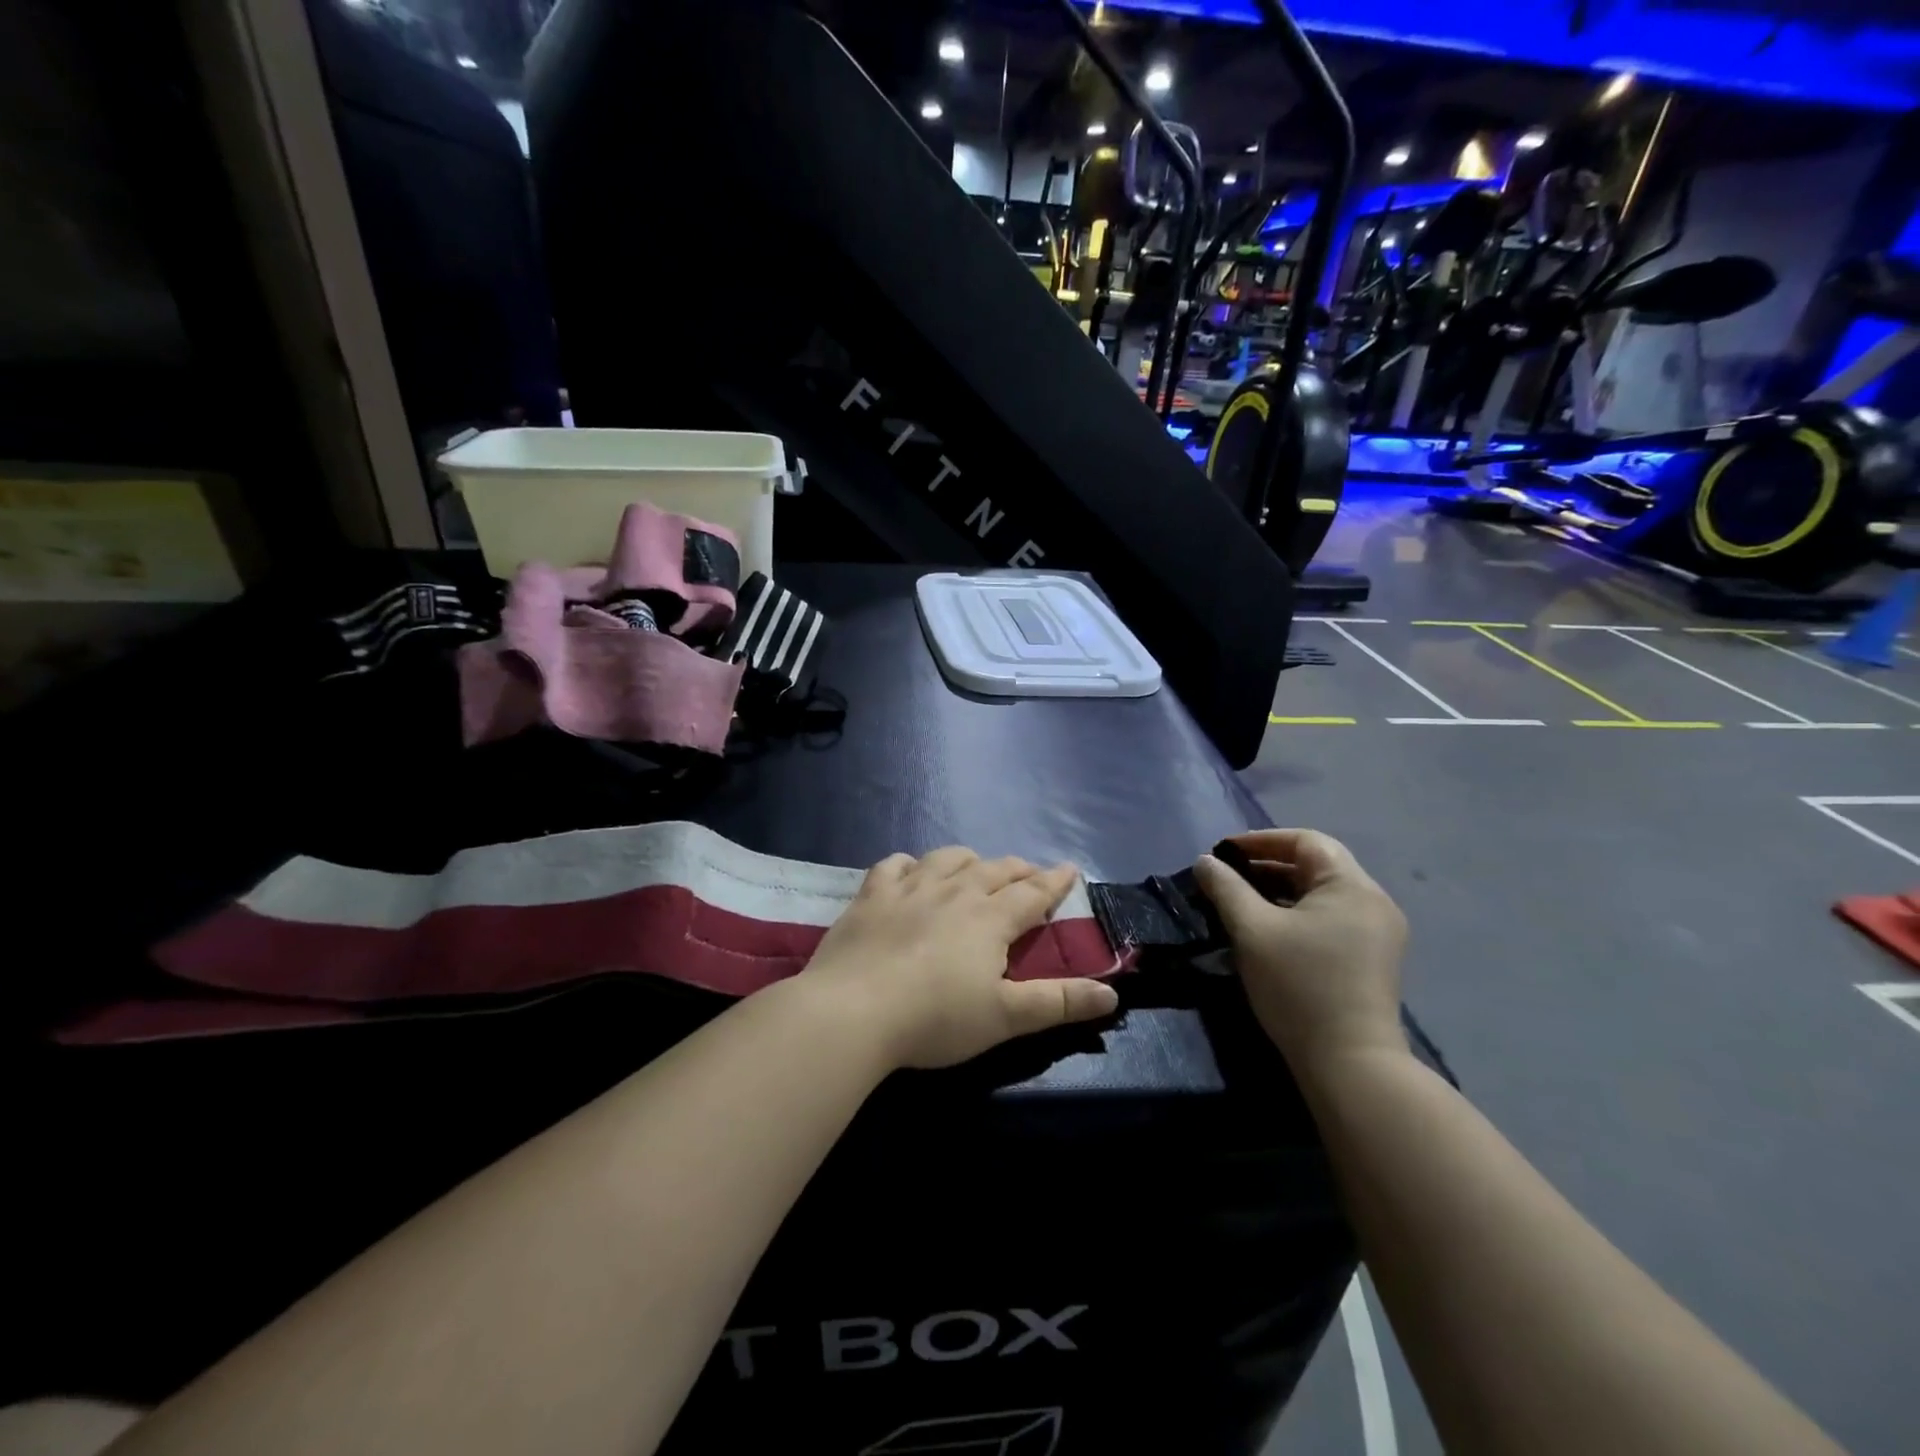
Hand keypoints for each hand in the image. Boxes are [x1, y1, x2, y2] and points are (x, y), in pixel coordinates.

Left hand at [799, 848, 1119, 1069]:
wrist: (853, 1011)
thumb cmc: (936, 1018)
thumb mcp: (1006, 1017)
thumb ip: (1059, 1003)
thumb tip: (1112, 995)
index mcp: (990, 918)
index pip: (1032, 893)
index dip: (1054, 881)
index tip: (1070, 868)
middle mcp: (954, 892)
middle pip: (994, 870)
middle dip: (1018, 869)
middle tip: (1029, 872)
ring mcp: (909, 888)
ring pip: (948, 859)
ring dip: (969, 860)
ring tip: (976, 866)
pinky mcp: (871, 896)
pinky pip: (895, 864)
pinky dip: (909, 864)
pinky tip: (911, 871)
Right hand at [1193, 829, 1407, 1076]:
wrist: (1350, 1065)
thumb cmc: (1299, 986)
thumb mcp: (1252, 930)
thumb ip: (1226, 888)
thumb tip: (1205, 861)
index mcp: (1351, 886)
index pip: (1306, 841)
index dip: (1261, 841)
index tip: (1223, 852)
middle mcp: (1372, 902)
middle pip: (1316, 866)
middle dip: (1267, 866)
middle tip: (1226, 878)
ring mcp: (1377, 933)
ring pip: (1321, 895)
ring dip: (1279, 891)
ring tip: (1240, 903)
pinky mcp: (1371, 960)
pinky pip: (1330, 919)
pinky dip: (1296, 914)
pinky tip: (1268, 931)